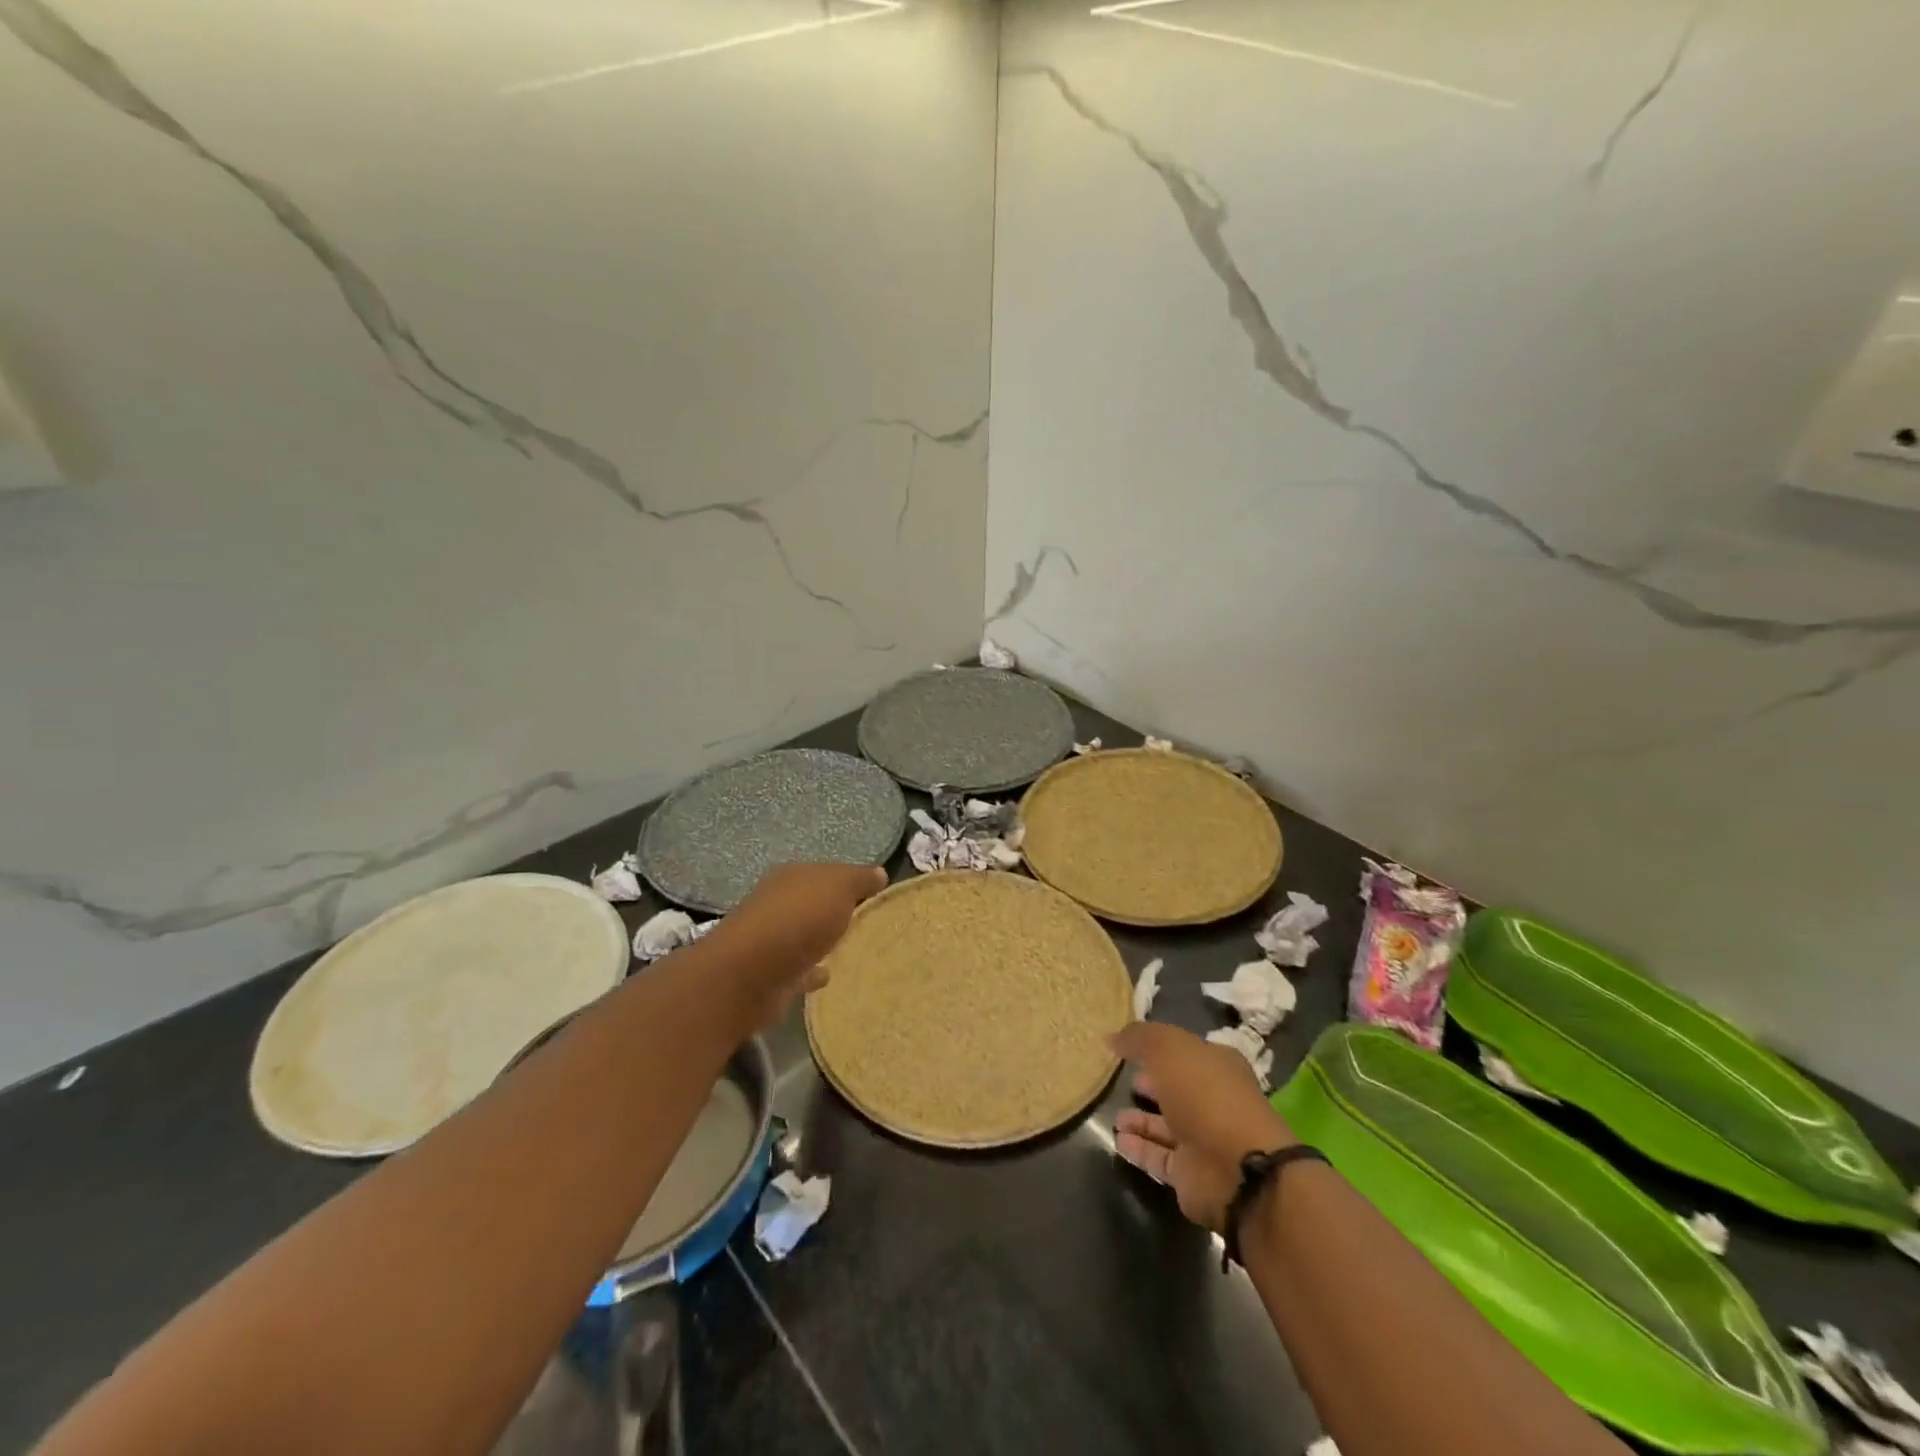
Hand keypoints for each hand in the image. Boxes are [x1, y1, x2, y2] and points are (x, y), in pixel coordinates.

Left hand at [712, 862, 888, 1030]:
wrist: (749, 975)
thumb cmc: (797, 920)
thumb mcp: (838, 887)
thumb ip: (859, 879)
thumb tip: (880, 873)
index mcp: (791, 876)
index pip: (825, 872)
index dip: (848, 880)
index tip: (874, 893)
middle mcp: (775, 903)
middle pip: (811, 902)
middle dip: (832, 909)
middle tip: (865, 920)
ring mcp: (768, 940)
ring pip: (802, 935)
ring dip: (820, 940)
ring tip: (850, 949)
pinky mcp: (768, 975)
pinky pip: (797, 968)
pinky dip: (811, 970)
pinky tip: (827, 976)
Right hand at [1110, 1022, 1294, 1231]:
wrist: (1236, 1169)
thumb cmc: (1205, 1095)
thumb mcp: (1168, 1049)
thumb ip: (1139, 1038)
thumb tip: (1112, 1037)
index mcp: (1217, 1066)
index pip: (1186, 1052)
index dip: (1158, 1048)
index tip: (1128, 1048)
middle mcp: (1212, 1101)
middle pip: (1176, 1089)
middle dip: (1150, 1085)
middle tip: (1120, 1080)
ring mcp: (1204, 1139)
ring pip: (1166, 1126)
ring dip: (1140, 1121)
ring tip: (1113, 1115)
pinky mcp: (1191, 1174)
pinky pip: (1159, 1157)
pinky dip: (1139, 1149)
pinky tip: (1117, 1140)